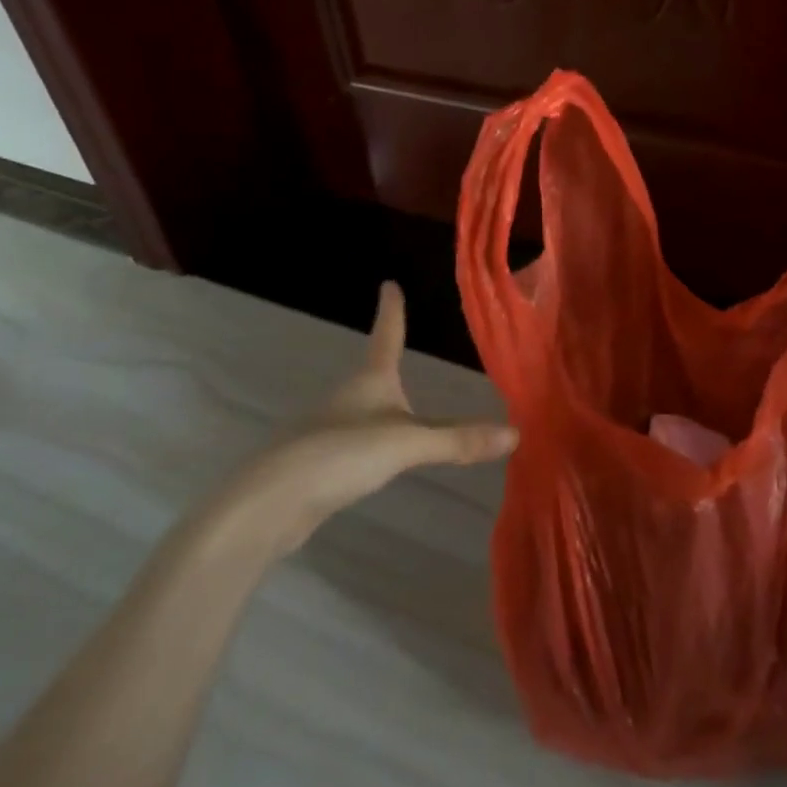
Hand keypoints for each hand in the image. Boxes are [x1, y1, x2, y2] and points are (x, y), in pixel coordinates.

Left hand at [218, 282, 517, 557]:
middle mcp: (348, 397)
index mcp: (370, 379)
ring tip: (401, 408)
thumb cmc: (341, 453)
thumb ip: (458, 440)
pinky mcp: (318, 464)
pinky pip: (353, 443)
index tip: (388, 284)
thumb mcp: (407, 443)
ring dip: (379, 405)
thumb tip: (515, 433)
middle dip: (385, 360)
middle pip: (371, 371)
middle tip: (401, 347)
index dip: (391, 310)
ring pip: (361, 409)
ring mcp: (328, 430)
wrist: (270, 503)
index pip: (386, 334)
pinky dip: (370, 443)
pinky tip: (375, 460)